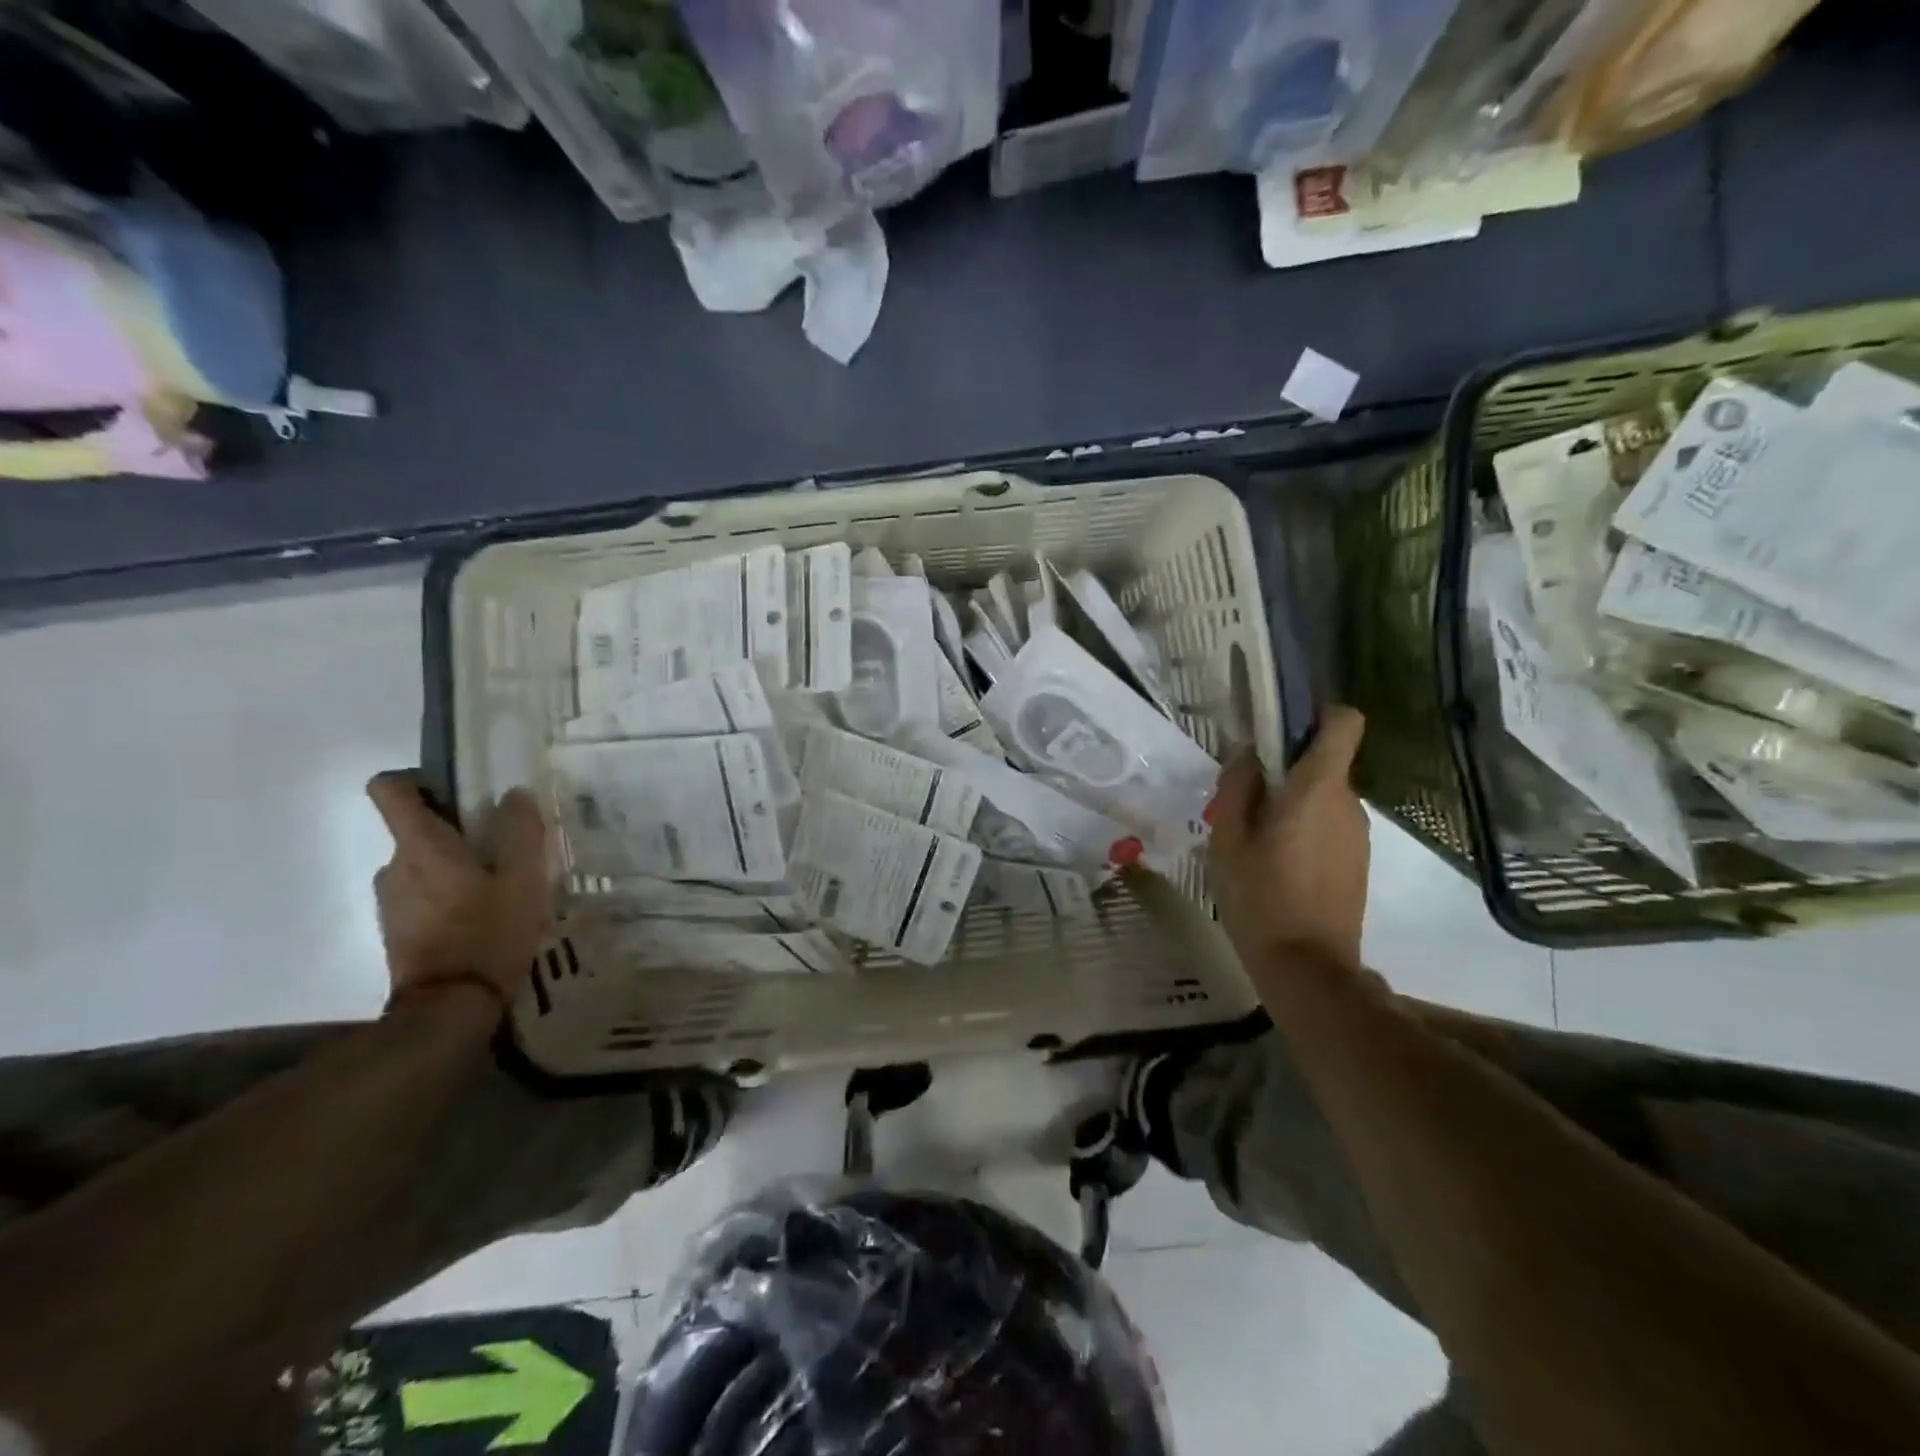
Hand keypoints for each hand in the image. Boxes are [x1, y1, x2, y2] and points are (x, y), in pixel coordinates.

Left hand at [367, 773, 551, 1005]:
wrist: (450, 1009)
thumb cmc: (489, 933)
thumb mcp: (524, 879)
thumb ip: (521, 832)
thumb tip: (515, 794)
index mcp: (421, 846)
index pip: (389, 789)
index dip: (418, 778)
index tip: (458, 789)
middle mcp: (394, 866)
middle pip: (416, 827)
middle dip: (457, 829)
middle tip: (505, 844)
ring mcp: (391, 901)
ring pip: (423, 863)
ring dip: (456, 865)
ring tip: (501, 883)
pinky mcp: (398, 929)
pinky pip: (423, 893)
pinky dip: (450, 894)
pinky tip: (486, 914)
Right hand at [1208, 706, 1369, 970]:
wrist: (1307, 967)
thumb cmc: (1260, 896)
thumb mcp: (1228, 839)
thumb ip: (1237, 787)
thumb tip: (1247, 752)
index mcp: (1317, 788)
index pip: (1343, 723)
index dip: (1317, 715)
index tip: (1281, 729)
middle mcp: (1347, 803)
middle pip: (1325, 762)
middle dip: (1288, 768)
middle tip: (1245, 798)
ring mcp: (1358, 834)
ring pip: (1325, 796)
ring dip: (1294, 802)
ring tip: (1256, 837)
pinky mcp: (1358, 861)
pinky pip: (1330, 825)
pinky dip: (1306, 829)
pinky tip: (1277, 864)